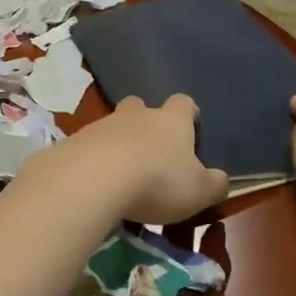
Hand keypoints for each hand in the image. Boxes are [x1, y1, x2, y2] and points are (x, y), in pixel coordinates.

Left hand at [66, 94, 229, 223]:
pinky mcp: (74, 142)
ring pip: (113, 127)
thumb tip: (221, 180)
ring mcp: (102, 125)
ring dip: (117, 145)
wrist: (94, 179)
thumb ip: (214, 184)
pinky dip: (93, 162)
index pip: (184, 103)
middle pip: (141, 107)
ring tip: (120, 179)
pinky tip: (95, 187)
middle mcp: (137, 114)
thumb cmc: (158, 181)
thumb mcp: (199, 191)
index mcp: (172, 120)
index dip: (188, 116)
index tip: (190, 132)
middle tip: (150, 152)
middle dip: (145, 123)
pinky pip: (88, 148)